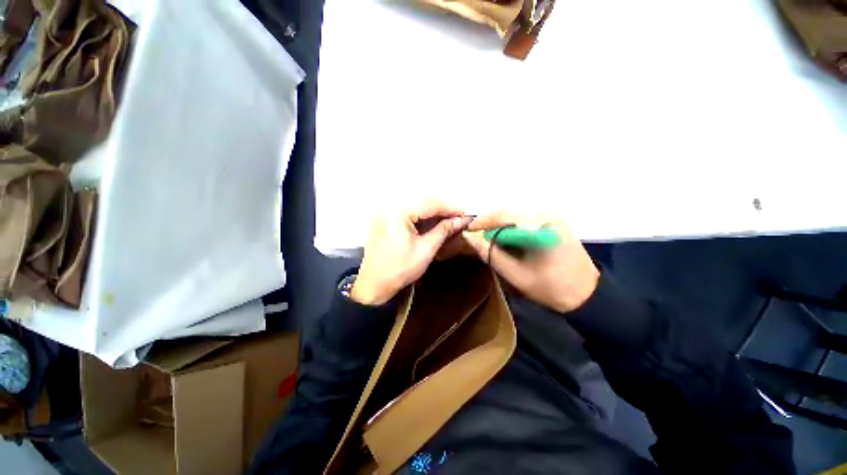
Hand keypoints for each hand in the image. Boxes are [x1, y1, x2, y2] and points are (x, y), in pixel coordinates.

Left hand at [351, 201, 473, 304]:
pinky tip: (433, 223)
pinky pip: (407, 213)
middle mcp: (389, 207)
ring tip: (450, 220)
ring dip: (433, 212)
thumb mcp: (425, 250)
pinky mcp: (384, 220)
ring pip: (415, 206)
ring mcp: (385, 213)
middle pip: (422, 202)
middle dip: (442, 209)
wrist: (374, 285)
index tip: (466, 213)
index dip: (450, 207)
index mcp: (398, 213)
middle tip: (459, 216)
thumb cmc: (400, 269)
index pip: (429, 204)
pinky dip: (421, 217)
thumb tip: (461, 220)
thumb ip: (443, 231)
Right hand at [462, 211, 599, 312]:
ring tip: (489, 239)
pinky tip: (506, 238)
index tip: (468, 231)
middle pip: (509, 213)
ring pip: (515, 215)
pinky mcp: (554, 221)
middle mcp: (547, 215)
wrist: (587, 294)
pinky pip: (525, 219)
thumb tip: (469, 236)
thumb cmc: (550, 288)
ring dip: (500, 226)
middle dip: (490, 224)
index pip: (503, 216)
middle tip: (477, 237)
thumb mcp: (514, 274)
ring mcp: (552, 217)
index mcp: (540, 228)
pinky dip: (511, 227)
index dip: (482, 222)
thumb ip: (490, 253)